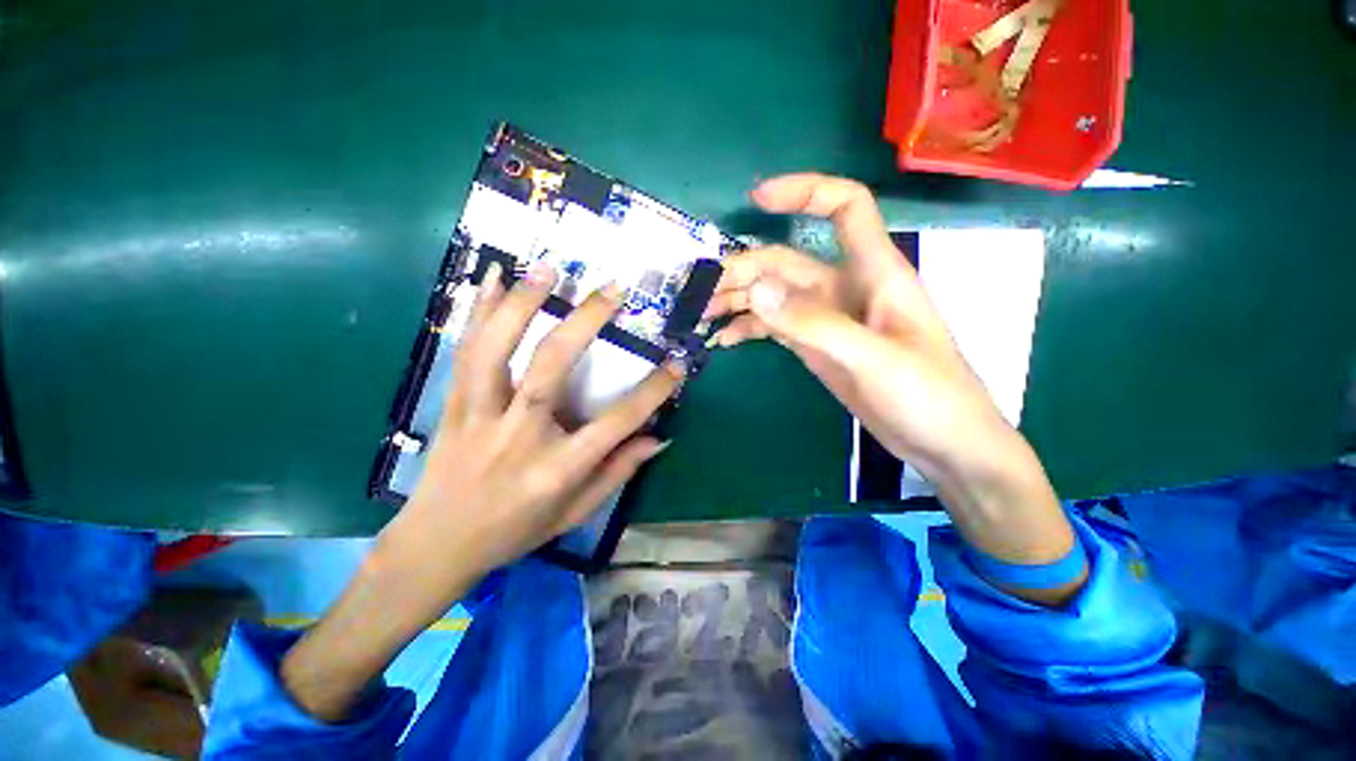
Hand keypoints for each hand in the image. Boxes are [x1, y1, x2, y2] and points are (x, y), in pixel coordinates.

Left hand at [383, 260, 682, 581]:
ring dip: (523, 304)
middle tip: (612, 290)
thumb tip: (658, 437)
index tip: (677, 364)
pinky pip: (464, 351)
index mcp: (556, 468)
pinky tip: (491, 277)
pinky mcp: (452, 404)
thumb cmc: (515, 530)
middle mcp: (518, 435)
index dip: (652, 391)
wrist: (437, 543)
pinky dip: (478, 310)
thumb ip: (618, 471)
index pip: (616, 422)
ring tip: (548, 269)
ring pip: (497, 350)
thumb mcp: (575, 512)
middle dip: (585, 323)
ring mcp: (479, 415)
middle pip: (551, 368)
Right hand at [706, 174, 1007, 483]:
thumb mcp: (872, 359)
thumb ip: (815, 324)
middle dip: (744, 270)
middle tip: (701, 293)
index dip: (805, 192)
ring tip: (702, 315)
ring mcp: (827, 320)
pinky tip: (725, 340)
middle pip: (787, 260)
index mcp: (874, 272)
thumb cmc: (928, 396)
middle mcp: (846, 288)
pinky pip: (776, 326)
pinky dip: (750, 328)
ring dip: (739, 300)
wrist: (941, 444)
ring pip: (775, 295)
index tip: (757, 200)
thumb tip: (756, 291)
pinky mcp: (817, 346)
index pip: (845, 207)